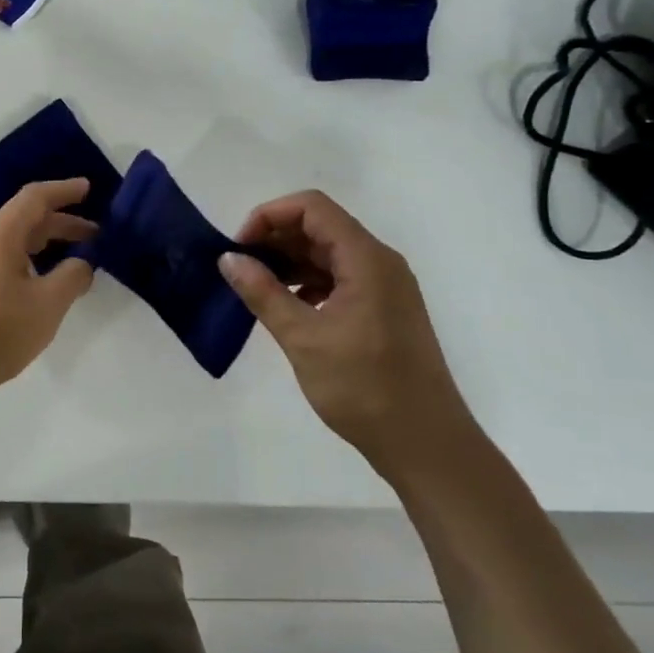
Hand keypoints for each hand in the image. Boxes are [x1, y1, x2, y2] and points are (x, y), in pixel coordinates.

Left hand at [0, 179, 96, 403]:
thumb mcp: (46, 305)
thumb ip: (71, 278)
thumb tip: (82, 263)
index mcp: (0, 235)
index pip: (35, 198)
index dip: (63, 191)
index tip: (88, 189)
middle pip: (25, 221)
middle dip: (61, 224)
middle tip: (94, 235)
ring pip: (13, 244)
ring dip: (45, 247)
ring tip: (73, 263)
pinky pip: (2, 263)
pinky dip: (29, 265)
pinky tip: (41, 288)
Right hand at [220, 190, 474, 480]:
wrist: (425, 444)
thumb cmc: (365, 387)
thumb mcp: (304, 338)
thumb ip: (263, 292)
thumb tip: (228, 259)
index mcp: (366, 259)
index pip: (312, 208)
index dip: (270, 216)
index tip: (239, 248)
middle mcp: (379, 263)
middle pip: (320, 227)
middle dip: (275, 239)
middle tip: (239, 268)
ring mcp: (384, 287)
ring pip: (328, 254)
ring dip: (289, 262)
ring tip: (255, 287)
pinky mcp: (382, 310)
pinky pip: (339, 278)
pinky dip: (307, 283)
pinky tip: (286, 306)